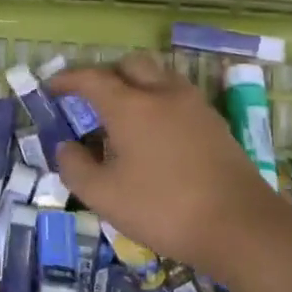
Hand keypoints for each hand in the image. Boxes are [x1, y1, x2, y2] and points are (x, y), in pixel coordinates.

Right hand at [48, 51, 290, 278]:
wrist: (240, 226)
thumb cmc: (163, 209)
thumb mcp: (104, 196)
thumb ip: (75, 167)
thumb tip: (66, 146)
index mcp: (131, 106)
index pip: (92, 79)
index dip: (67, 80)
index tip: (51, 88)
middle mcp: (163, 94)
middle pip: (131, 65)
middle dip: (106, 74)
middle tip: (90, 99)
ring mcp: (194, 106)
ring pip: (159, 77)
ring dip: (136, 85)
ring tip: (122, 117)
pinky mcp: (215, 124)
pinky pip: (178, 97)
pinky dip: (158, 102)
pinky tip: (154, 135)